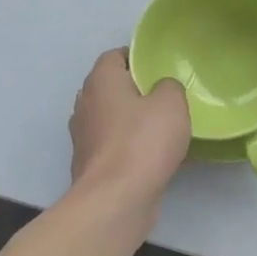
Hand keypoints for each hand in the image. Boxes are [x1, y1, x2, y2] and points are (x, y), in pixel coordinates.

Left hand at [68, 49, 190, 207]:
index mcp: (101, 82)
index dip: (137, 57)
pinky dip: (134, 147)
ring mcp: (85, 138)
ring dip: (135, 121)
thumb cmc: (143, 141)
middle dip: (137, 90)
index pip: (114, 56)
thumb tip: (162, 90)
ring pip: (114, 119)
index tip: (161, 66)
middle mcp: (85, 105)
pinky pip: (117, 146)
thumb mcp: (172, 103)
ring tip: (167, 127)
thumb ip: (170, 87)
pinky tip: (160, 157)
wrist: (116, 199)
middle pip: (112, 88)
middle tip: (168, 96)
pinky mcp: (92, 165)